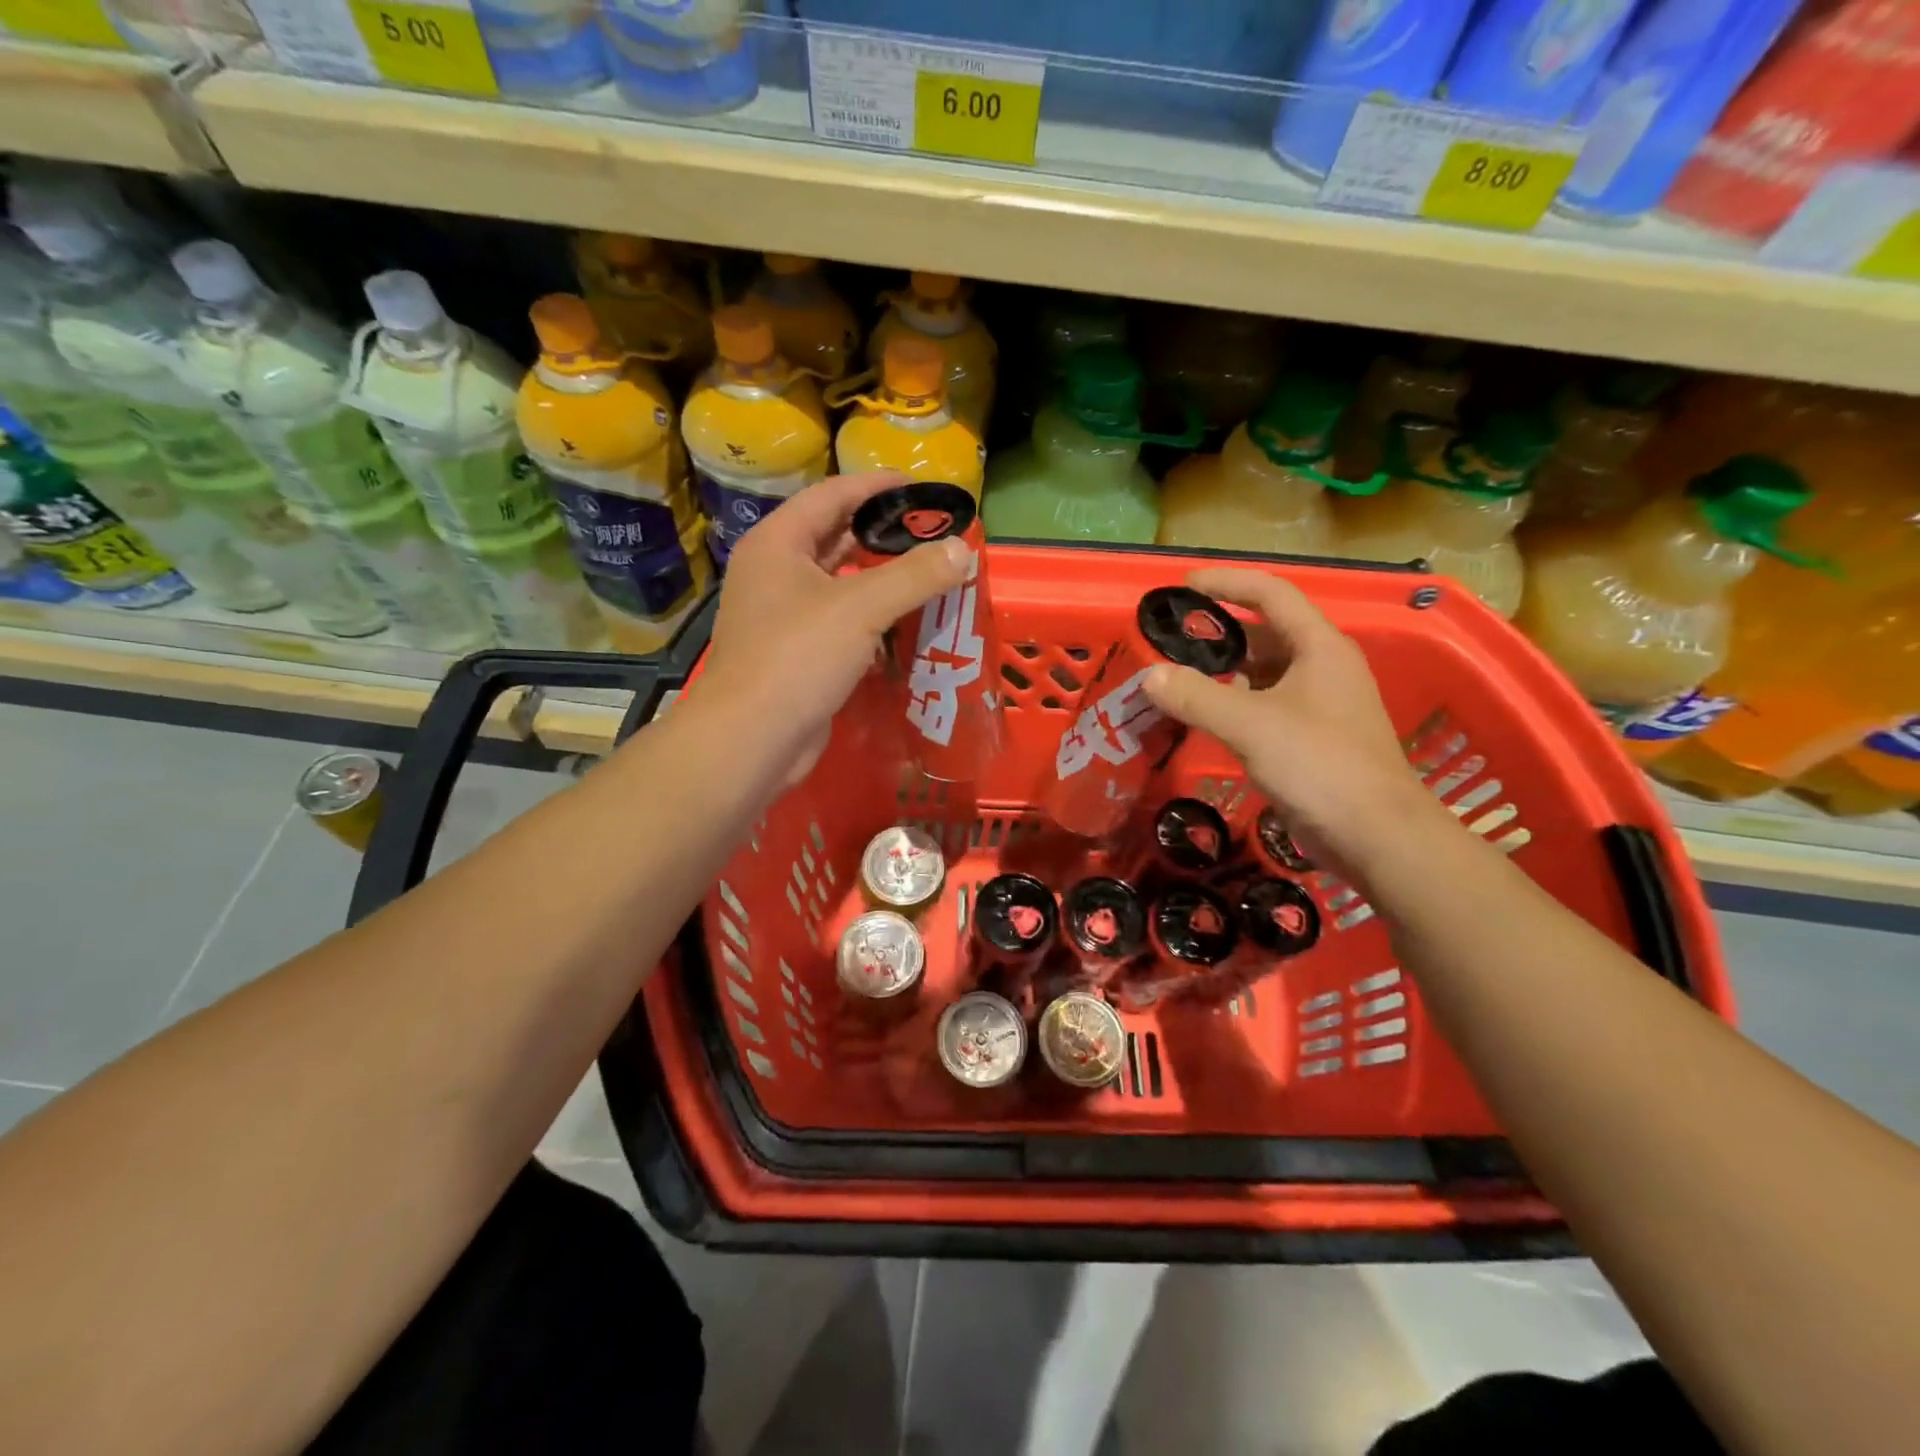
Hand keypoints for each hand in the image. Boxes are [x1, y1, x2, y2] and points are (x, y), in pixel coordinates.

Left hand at [701, 472, 969, 779]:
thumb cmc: (797, 657)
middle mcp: (775, 572)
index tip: (923, 489)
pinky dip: (871, 619)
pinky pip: (840, 623)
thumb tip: (963, 550)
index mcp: (778, 544)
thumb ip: (915, 575)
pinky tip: (905, 625)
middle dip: (883, 535)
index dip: (878, 487)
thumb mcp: (861, 608)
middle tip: (932, 535)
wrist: (752, 738)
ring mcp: (782, 616)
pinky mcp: (795, 653)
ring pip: (839, 584)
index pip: (833, 495)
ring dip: (880, 580)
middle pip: (835, 538)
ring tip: (928, 575)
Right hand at [1142, 567, 1447, 880]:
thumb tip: (1149, 676)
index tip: (1184, 587)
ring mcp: (1322, 705)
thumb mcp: (1251, 725)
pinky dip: (1235, 704)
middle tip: (1172, 641)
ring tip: (1179, 679)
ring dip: (1225, 672)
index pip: (1271, 594)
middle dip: (1220, 634)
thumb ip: (1196, 696)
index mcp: (1319, 647)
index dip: (1227, 584)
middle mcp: (1324, 667)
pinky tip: (1207, 719)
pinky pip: (1267, 706)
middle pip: (1267, 634)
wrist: (1377, 836)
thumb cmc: (1320, 765)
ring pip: (1266, 674)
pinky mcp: (1314, 738)